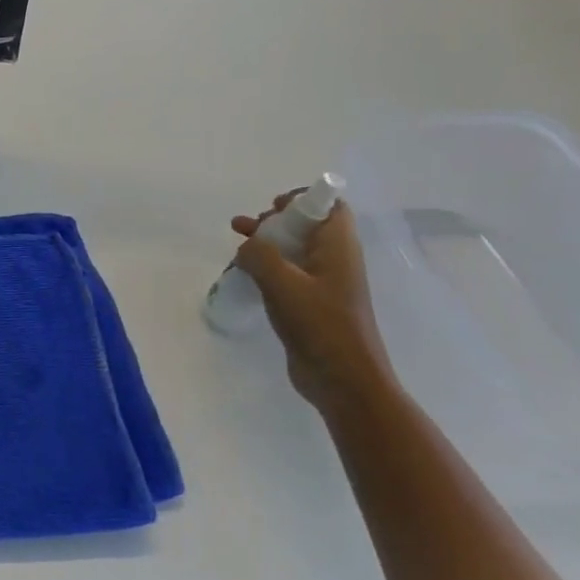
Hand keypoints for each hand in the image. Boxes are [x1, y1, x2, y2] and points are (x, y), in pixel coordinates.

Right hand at [232, 193, 398, 416]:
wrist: (343, 379)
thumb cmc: (320, 325)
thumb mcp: (283, 283)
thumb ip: (260, 255)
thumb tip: (247, 246)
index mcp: (338, 248)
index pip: (330, 207)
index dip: (303, 199)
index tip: (273, 207)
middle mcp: (335, 261)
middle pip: (307, 227)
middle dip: (276, 221)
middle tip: (248, 227)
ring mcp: (324, 286)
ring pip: (294, 252)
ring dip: (267, 245)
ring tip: (236, 244)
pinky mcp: (312, 307)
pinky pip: (288, 277)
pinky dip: (267, 270)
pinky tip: (244, 276)